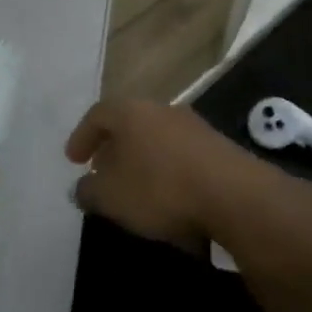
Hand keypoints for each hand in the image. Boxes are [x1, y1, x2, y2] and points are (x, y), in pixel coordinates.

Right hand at [65, 98, 311, 255]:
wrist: (237, 198)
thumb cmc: (160, 188)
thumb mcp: (110, 197)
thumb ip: (88, 191)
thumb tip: (81, 188)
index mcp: (130, 112)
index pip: (97, 115)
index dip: (81, 137)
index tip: (73, 160)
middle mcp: (162, 110)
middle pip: (129, 125)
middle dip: (113, 150)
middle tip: (102, 173)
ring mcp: (195, 128)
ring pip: (158, 141)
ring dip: (143, 163)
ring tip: (135, 190)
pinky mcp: (221, 150)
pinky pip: (183, 158)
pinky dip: (169, 174)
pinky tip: (170, 200)